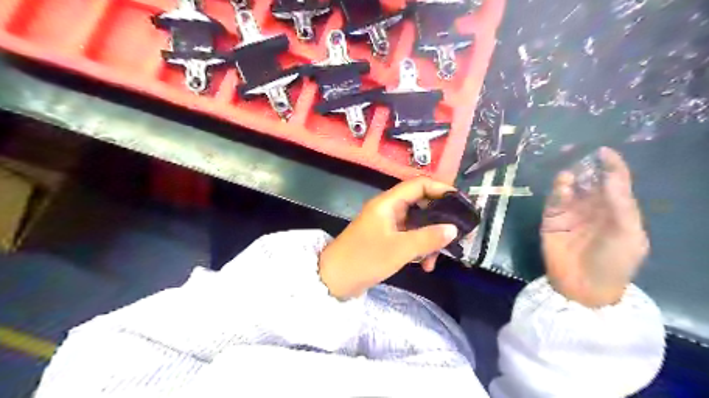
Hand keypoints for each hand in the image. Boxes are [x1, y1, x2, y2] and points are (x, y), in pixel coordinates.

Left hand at [317, 178, 459, 297]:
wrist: (334, 280)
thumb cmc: (364, 259)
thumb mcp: (399, 249)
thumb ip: (428, 238)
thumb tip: (453, 229)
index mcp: (388, 203)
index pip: (418, 185)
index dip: (440, 189)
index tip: (460, 202)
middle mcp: (389, 209)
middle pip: (421, 205)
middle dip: (439, 220)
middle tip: (455, 234)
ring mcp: (388, 225)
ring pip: (417, 224)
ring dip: (430, 239)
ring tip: (436, 259)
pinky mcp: (387, 239)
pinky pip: (410, 237)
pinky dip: (420, 248)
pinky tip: (425, 265)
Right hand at [544, 148, 645, 305]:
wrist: (583, 286)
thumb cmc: (614, 262)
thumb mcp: (628, 234)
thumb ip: (620, 204)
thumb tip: (609, 174)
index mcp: (617, 209)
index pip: (615, 181)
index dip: (611, 165)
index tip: (603, 151)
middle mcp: (593, 206)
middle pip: (589, 179)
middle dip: (585, 165)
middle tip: (576, 152)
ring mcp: (570, 212)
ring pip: (570, 187)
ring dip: (570, 176)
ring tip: (569, 172)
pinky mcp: (551, 218)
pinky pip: (554, 200)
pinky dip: (558, 190)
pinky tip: (562, 186)